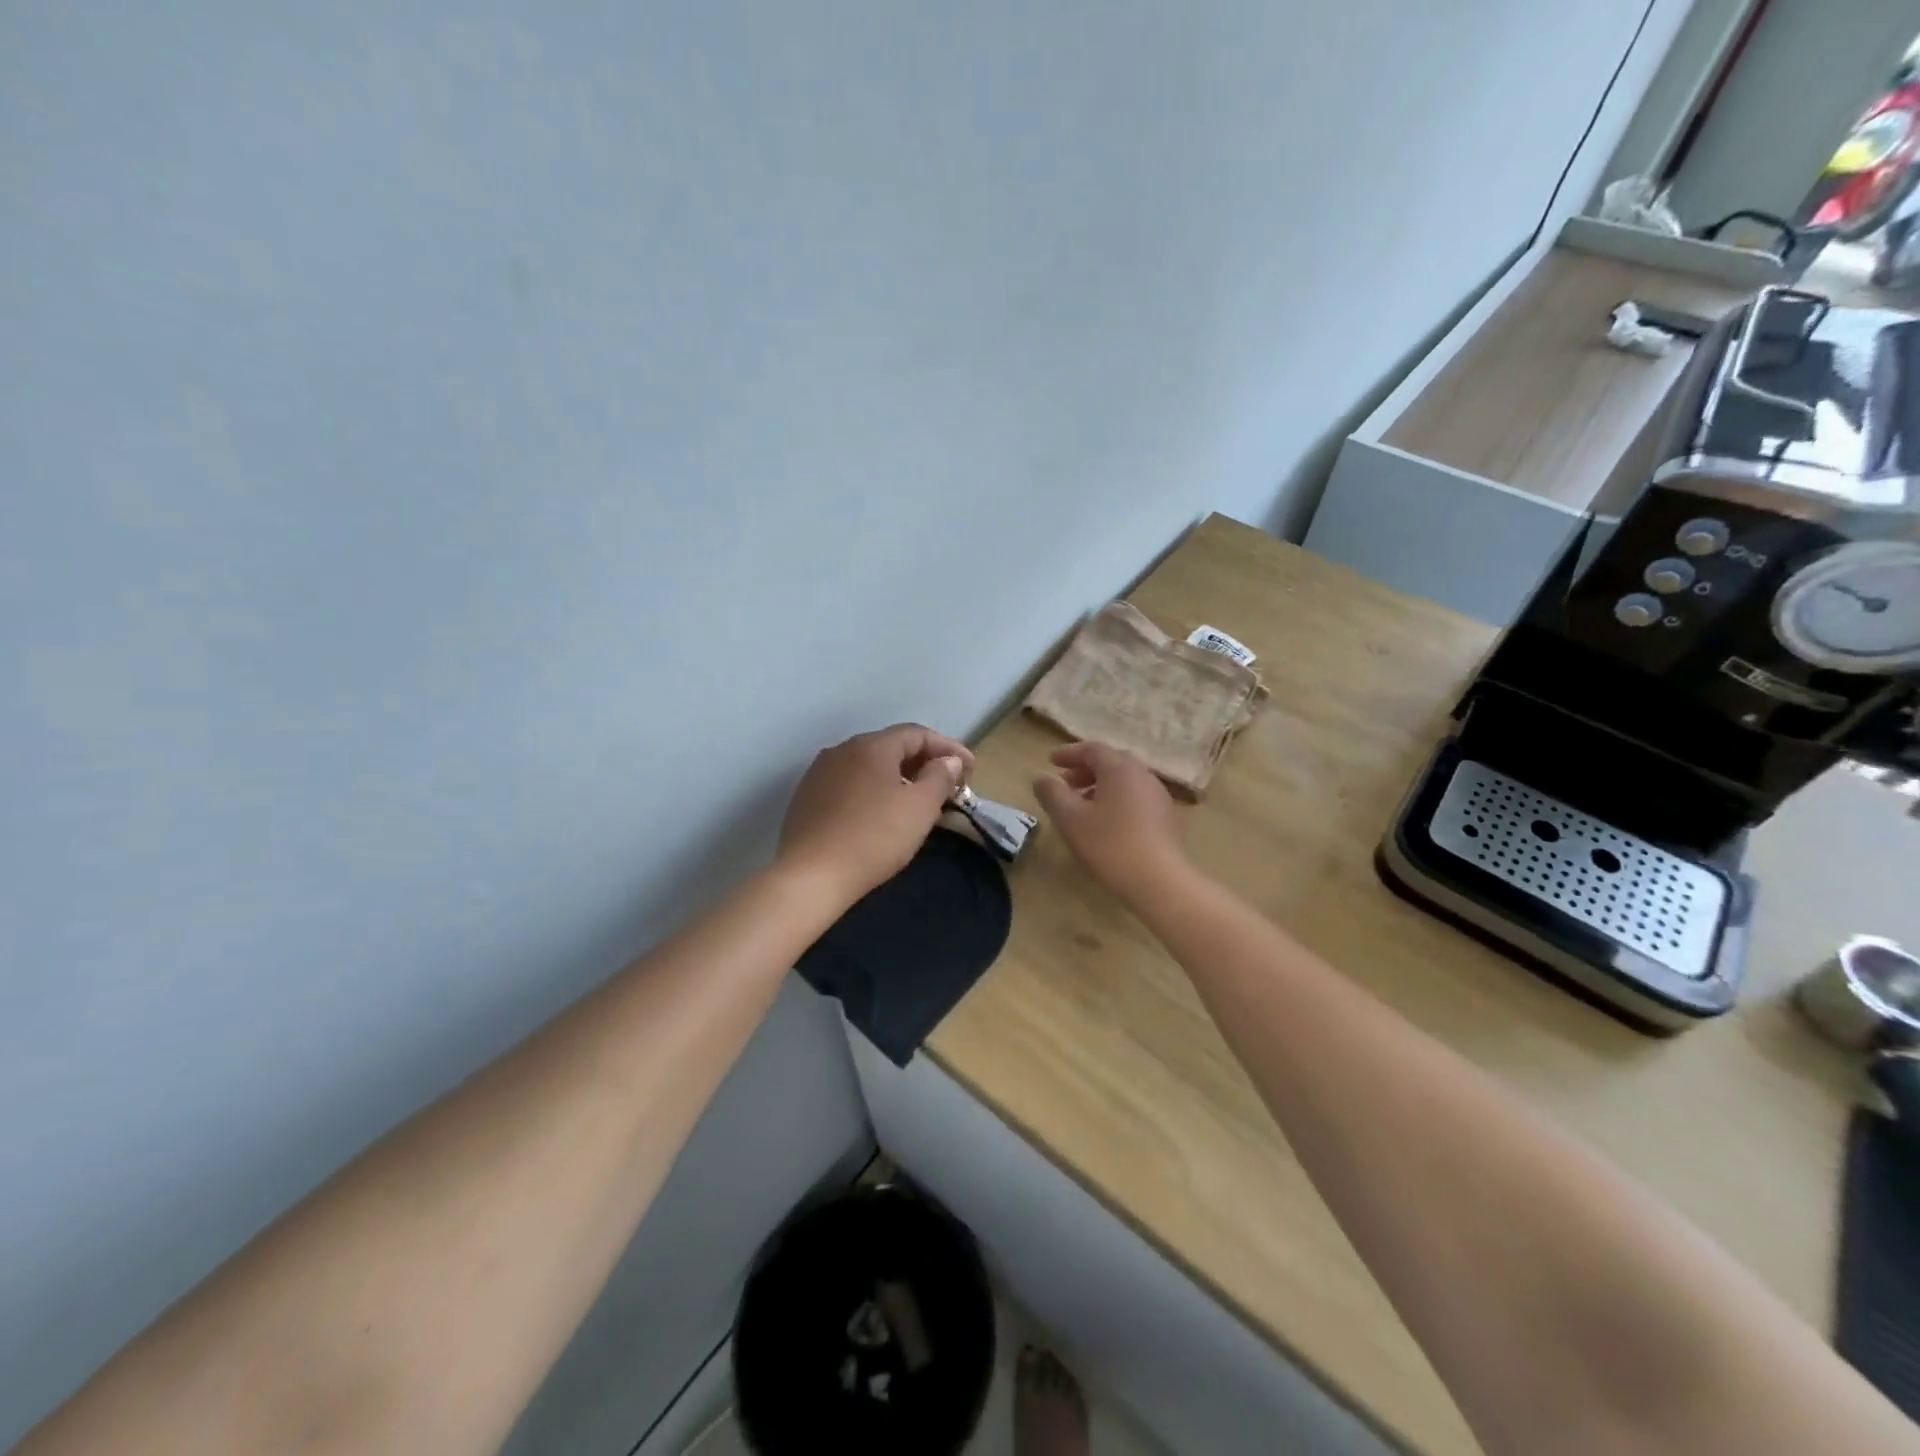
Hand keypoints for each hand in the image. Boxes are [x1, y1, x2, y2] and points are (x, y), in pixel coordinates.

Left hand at [778, 724, 973, 905]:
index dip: (948, 748)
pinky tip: (882, 813)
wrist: (810, 876)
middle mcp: (842, 750)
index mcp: (871, 746)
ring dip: (898, 777)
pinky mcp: (807, 799)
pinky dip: (874, 791)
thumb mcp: (920, 807)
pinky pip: (850, 785)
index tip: (971, 769)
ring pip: (869, 766)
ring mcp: (820, 774)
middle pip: (891, 747)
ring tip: (919, 799)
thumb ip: (939, 777)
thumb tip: (948, 761)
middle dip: (923, 761)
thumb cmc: (874, 837)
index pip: (917, 734)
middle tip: (948, 783)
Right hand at [1032, 742, 1185, 901]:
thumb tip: (1041, 777)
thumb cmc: (1110, 845)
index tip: (1050, 762)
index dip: (1069, 753)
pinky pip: (1136, 798)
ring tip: (1081, 807)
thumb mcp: (1071, 819)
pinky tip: (1106, 824)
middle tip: (1065, 784)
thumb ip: (1052, 794)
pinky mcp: (1166, 818)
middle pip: (1111, 763)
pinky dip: (1116, 800)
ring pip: (1125, 781)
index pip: (1092, 749)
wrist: (1160, 882)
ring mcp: (1158, 796)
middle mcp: (1143, 775)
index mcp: (1120, 768)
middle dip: (1084, 770)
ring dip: (1100, 787)